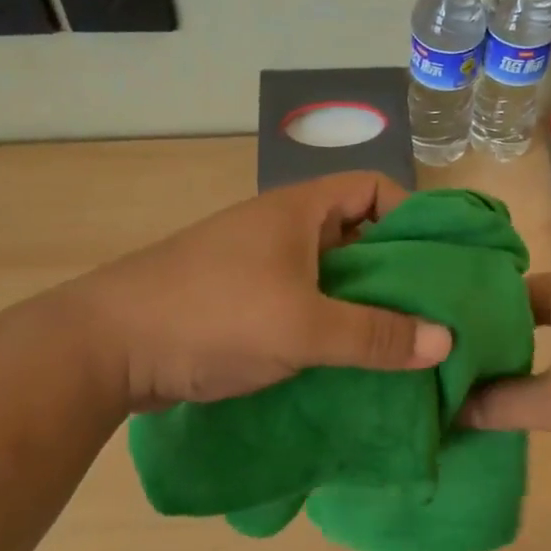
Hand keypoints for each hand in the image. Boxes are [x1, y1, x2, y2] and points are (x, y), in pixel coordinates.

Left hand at [69, 173, 452, 414]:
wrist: (104, 348)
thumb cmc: (213, 315)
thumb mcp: (303, 326)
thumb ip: (376, 335)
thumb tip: (446, 341)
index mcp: (300, 210)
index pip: (374, 188)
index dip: (412, 215)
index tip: (437, 261)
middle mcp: (283, 228)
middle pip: (358, 235)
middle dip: (395, 271)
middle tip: (433, 312)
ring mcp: (259, 265)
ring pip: (331, 276)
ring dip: (363, 305)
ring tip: (400, 344)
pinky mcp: (241, 301)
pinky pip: (304, 304)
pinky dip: (330, 326)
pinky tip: (350, 362)